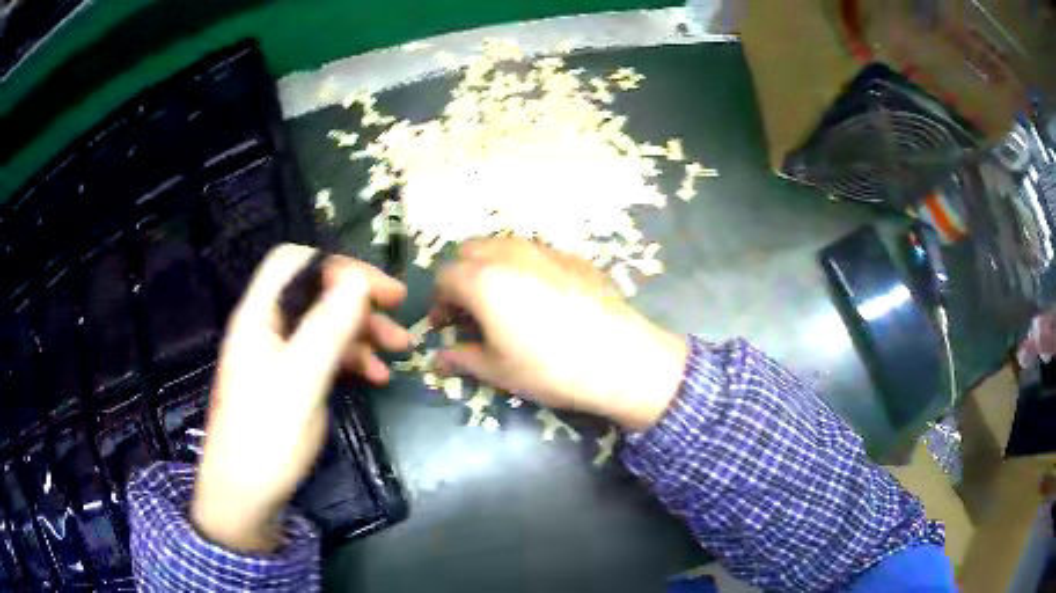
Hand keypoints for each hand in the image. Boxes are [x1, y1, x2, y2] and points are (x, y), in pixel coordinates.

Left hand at [191, 244, 410, 552]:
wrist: (245, 494)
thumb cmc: (267, 436)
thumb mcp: (300, 380)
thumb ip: (327, 327)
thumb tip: (358, 280)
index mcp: (259, 315)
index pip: (296, 262)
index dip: (337, 266)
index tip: (378, 290)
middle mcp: (267, 326)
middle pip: (315, 292)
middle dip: (359, 300)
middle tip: (400, 315)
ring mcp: (278, 355)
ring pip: (324, 324)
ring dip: (362, 332)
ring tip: (399, 352)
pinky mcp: (289, 381)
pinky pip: (324, 355)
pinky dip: (352, 360)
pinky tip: (377, 378)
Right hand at [430, 238, 687, 430]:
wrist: (619, 358)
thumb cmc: (549, 367)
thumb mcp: (498, 370)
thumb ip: (462, 358)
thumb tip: (438, 359)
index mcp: (482, 279)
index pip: (445, 276)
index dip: (439, 301)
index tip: (445, 326)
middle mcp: (509, 254)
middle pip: (470, 251)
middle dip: (461, 276)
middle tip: (470, 309)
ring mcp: (545, 250)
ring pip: (503, 245)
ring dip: (491, 266)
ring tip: (503, 300)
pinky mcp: (574, 256)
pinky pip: (536, 253)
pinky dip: (524, 267)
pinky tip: (541, 298)